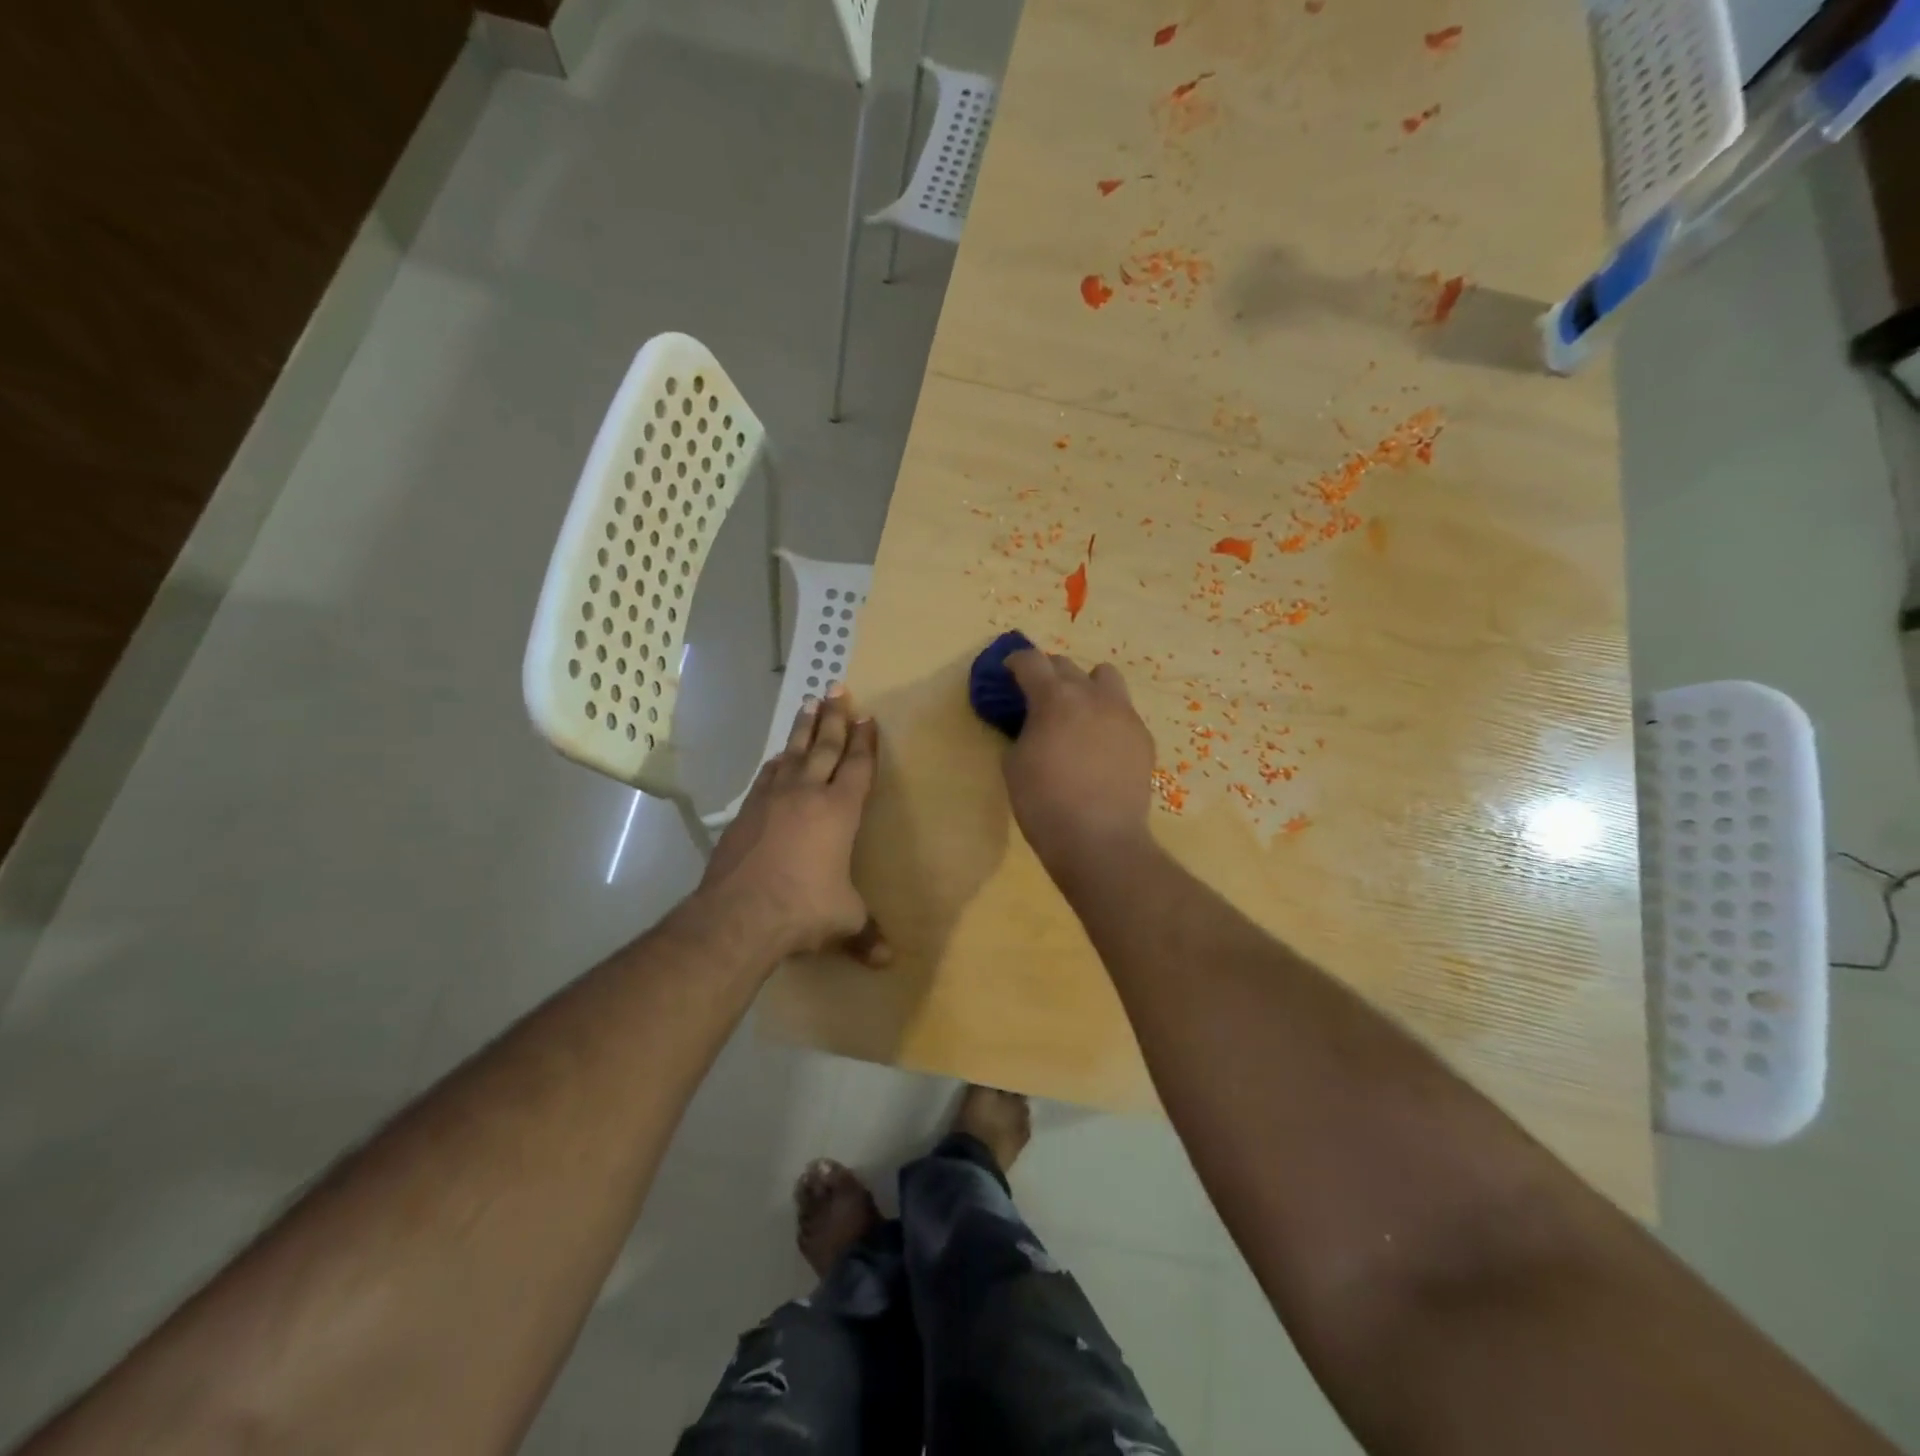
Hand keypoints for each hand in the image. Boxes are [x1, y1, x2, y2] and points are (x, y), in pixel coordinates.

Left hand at [699, 689, 889, 965]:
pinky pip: (766, 776)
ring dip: (803, 729)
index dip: (865, 742)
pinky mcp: (746, 812)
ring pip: (792, 753)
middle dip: (835, 718)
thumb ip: (866, 934)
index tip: (867, 718)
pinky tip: (777, 757)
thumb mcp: (844, 921)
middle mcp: (806, 794)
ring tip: (809, 705)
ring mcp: (772, 799)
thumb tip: (887, 961)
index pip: (857, 767)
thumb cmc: (804, 909)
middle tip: (838, 689)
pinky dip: (776, 762)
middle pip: (824, 746)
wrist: (739, 914)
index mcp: (839, 811)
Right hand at [1003, 652, 1155, 879]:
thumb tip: (1033, 725)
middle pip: (1067, 665)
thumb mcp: (1014, 764)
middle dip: (1048, 674)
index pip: (1031, 661)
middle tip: (1038, 696)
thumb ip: (1023, 731)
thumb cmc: (1044, 803)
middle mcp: (1092, 695)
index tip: (1009, 672)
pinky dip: (1107, 717)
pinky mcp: (1143, 737)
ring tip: (1078, 711)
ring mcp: (1123, 714)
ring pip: (1105, 677)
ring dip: (1086, 685)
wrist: (1099, 839)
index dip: (1016, 662)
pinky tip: (1100, 745)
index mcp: (1054, 698)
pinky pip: (1123, 711)